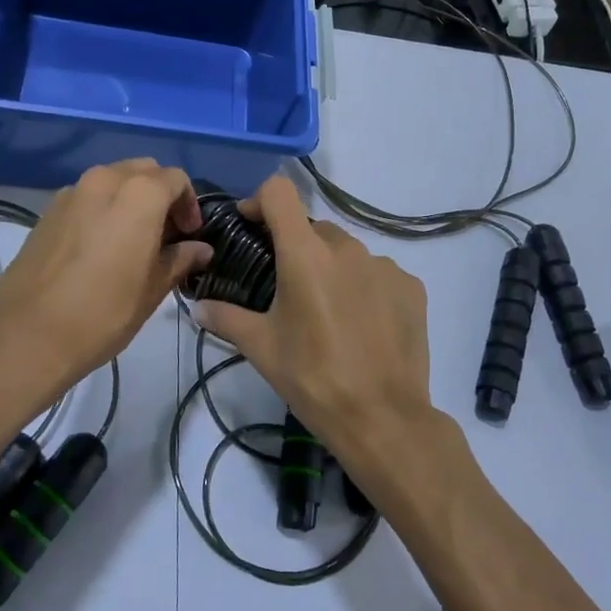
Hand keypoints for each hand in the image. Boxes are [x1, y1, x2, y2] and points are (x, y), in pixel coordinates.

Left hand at [0, 160, 210, 399]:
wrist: (27, 335)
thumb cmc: (103, 312)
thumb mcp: (153, 289)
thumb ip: (180, 259)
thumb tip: (200, 249)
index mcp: (139, 194)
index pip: (176, 180)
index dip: (189, 204)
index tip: (190, 235)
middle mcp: (105, 180)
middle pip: (144, 171)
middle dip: (161, 194)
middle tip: (166, 233)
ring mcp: (71, 192)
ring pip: (113, 180)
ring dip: (130, 199)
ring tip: (133, 238)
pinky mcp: (48, 211)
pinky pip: (87, 196)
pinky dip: (103, 208)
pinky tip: (101, 245)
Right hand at [193, 176, 432, 471]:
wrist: (383, 418)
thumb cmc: (313, 379)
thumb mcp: (262, 349)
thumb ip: (226, 318)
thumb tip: (198, 307)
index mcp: (306, 254)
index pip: (280, 192)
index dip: (260, 201)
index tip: (251, 227)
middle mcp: (348, 248)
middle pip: (313, 228)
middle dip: (296, 248)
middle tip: (287, 289)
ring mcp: (385, 265)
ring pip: (348, 252)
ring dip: (332, 269)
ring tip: (328, 314)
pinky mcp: (412, 287)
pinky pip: (379, 274)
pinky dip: (365, 287)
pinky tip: (363, 325)